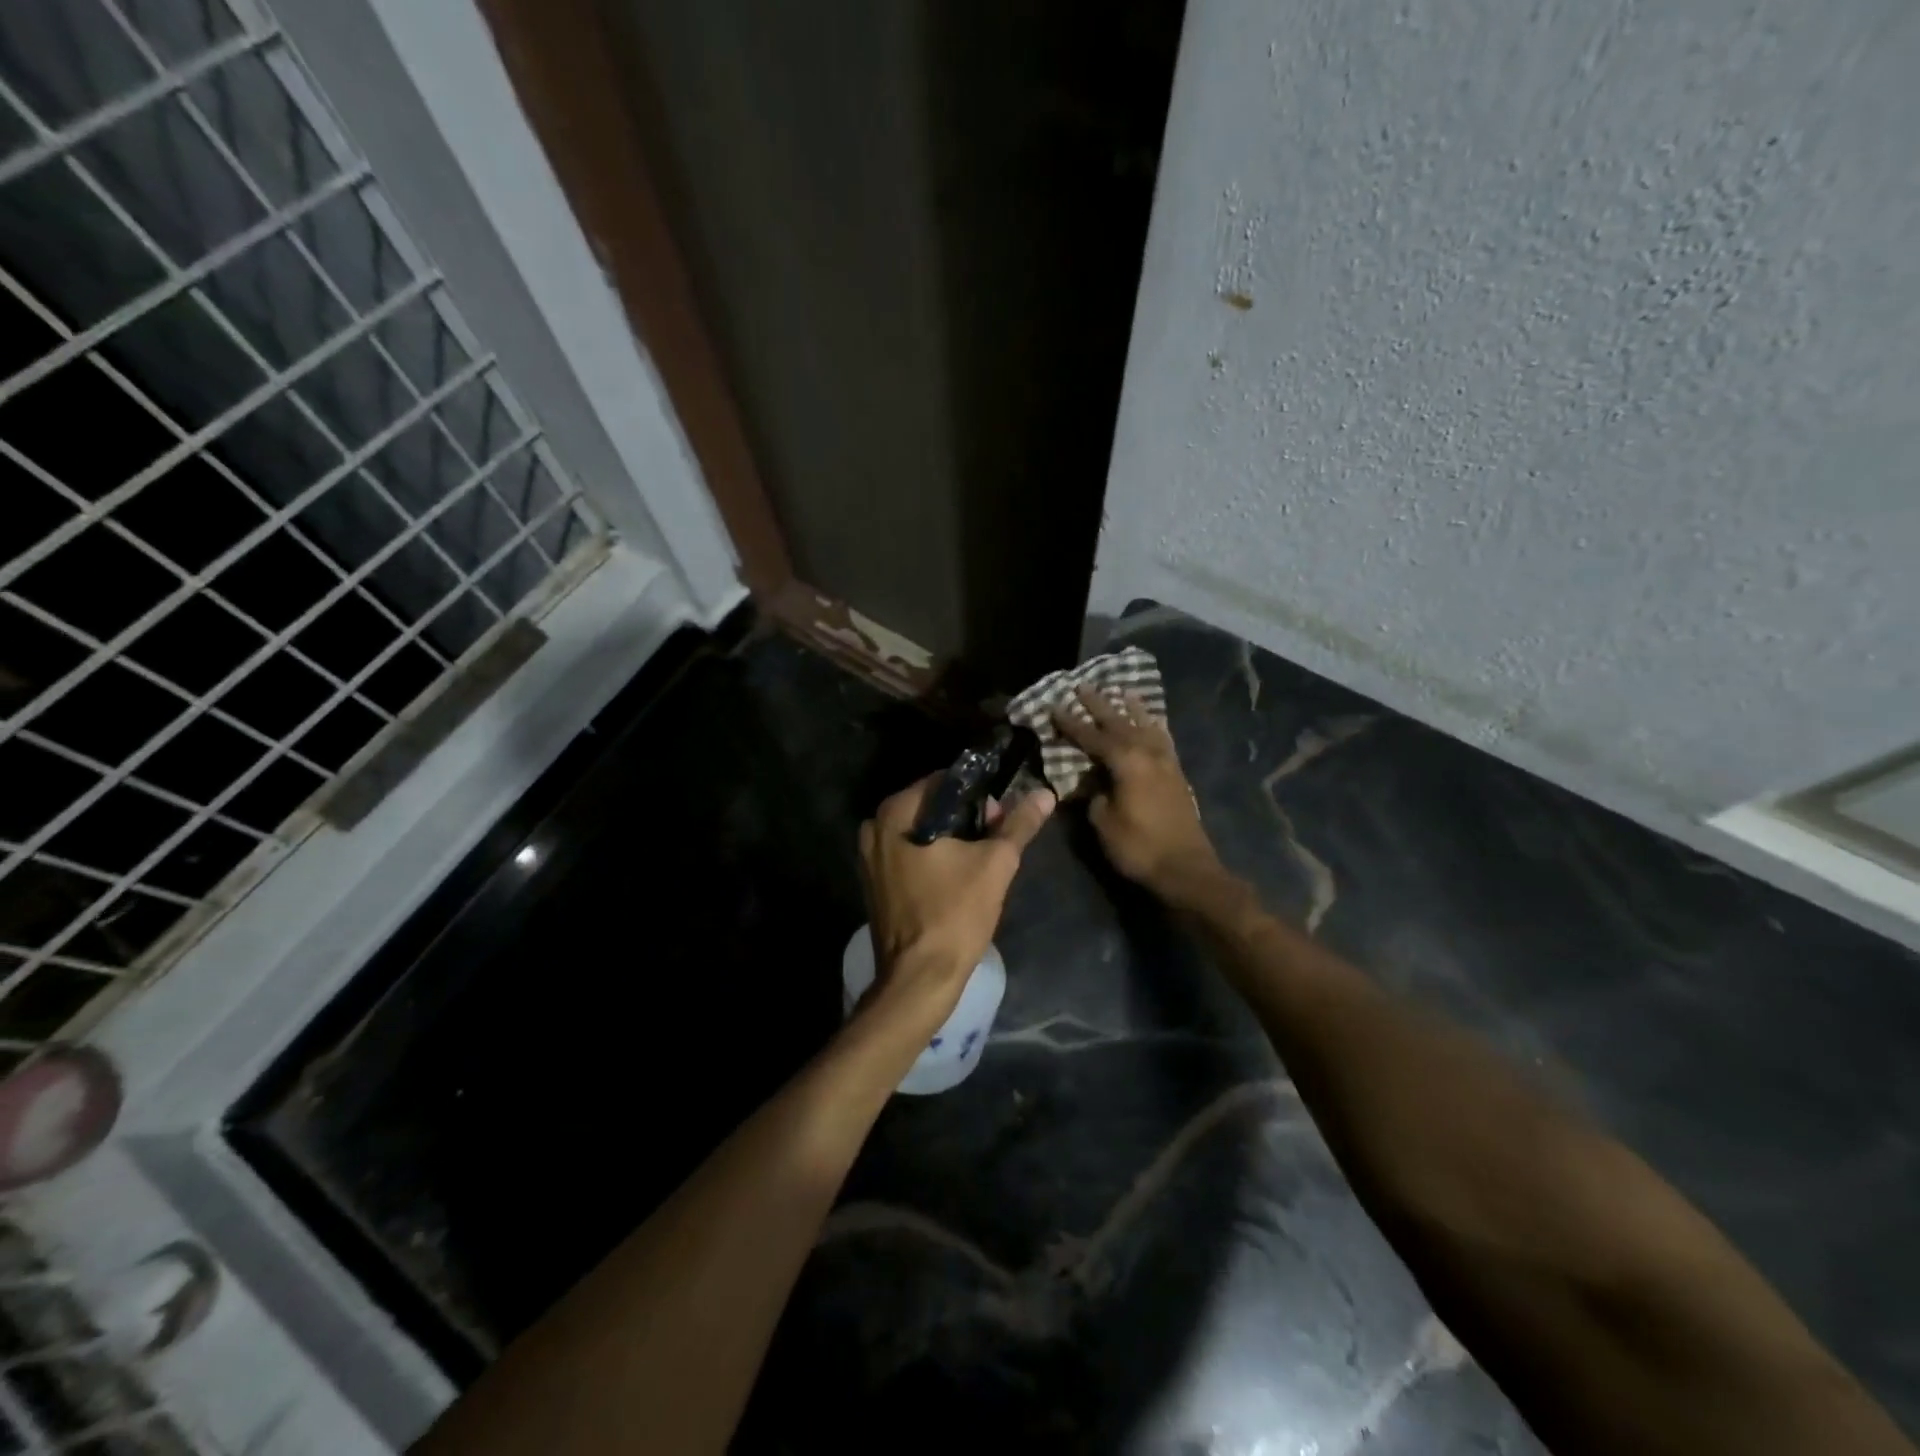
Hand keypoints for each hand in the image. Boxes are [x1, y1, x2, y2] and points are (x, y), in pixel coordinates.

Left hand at [857, 775, 1055, 1018]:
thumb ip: (1019, 824)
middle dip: (966, 818)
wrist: (918, 978)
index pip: (944, 781)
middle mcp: (874, 828)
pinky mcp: (874, 883)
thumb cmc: (955, 914)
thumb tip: (1045, 793)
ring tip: (981, 861)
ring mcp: (869, 858)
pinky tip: (957, 878)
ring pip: (921, 832)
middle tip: (996, 840)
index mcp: (895, 813)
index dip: (979, 793)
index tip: (1001, 816)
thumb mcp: (995, 864)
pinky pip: (909, 855)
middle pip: (931, 806)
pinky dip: (933, 858)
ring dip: (952, 839)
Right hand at [1051, 686, 1221, 903]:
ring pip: (1146, 726)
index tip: (1054, 707)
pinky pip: (1163, 740)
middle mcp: (1147, 754)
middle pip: (1120, 722)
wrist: (1186, 868)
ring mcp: (1166, 762)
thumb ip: (1094, 795)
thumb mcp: (1103, 822)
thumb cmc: (1139, 847)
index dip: (1071, 723)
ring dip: (1132, 709)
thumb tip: (1091, 782)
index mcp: (1126, 762)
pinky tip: (1153, 723)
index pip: (1092, 736)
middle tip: (1083, 686)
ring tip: (1123, 691)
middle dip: (1099, 704)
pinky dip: (1155, 727)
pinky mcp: (1177, 775)